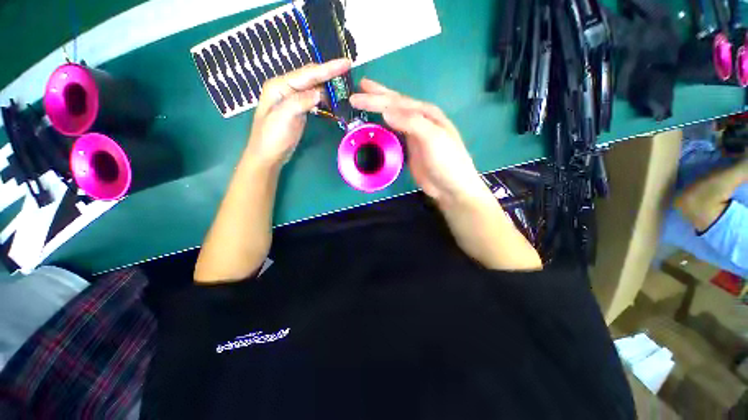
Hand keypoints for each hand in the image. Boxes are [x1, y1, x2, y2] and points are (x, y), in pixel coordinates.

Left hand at [246, 59, 351, 167]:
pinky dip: (325, 99)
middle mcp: (286, 88)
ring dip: (329, 86)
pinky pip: (314, 100)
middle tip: (348, 71)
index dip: (328, 68)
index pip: (308, 74)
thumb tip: (320, 93)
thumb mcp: (284, 117)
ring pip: (314, 88)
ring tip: (345, 85)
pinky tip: (334, 100)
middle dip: (330, 73)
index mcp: (280, 85)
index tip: (346, 63)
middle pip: (311, 77)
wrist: (268, 155)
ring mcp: (293, 99)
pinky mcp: (299, 110)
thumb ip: (301, 102)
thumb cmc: (272, 137)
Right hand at [350, 79, 489, 204]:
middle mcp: (419, 120)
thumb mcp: (432, 138)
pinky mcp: (409, 149)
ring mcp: (413, 135)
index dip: (376, 98)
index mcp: (426, 113)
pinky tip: (376, 126)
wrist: (450, 187)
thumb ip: (411, 122)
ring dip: (378, 110)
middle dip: (376, 97)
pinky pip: (392, 135)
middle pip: (394, 105)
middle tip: (357, 90)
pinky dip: (382, 129)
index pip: (397, 102)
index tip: (356, 97)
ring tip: (365, 103)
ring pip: (392, 119)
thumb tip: (385, 111)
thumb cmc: (446, 161)